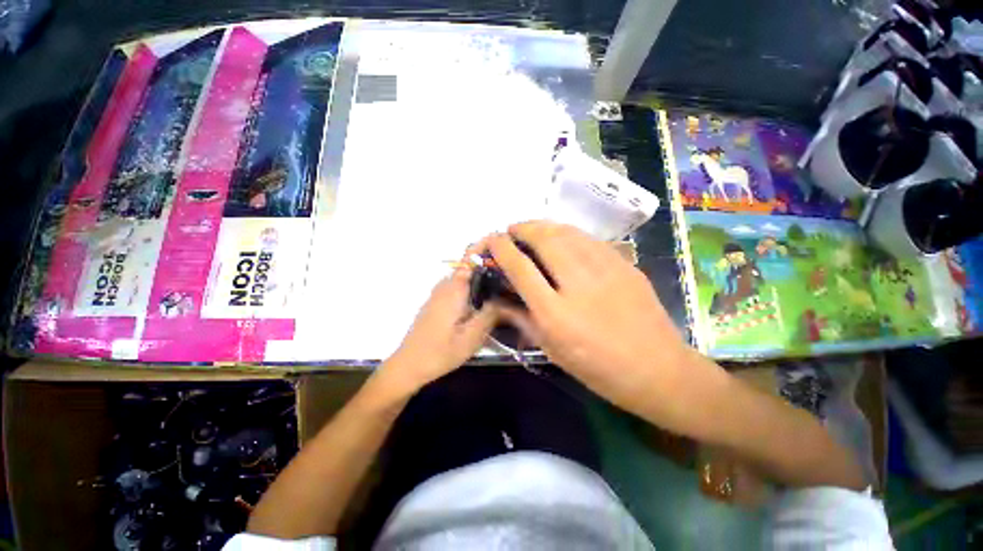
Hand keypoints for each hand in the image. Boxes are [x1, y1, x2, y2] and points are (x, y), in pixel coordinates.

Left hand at [383, 262, 498, 392]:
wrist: (409, 365)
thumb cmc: (441, 352)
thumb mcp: (472, 337)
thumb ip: (490, 314)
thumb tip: (506, 298)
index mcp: (455, 288)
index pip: (472, 258)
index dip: (489, 252)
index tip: (507, 256)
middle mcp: (445, 285)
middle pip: (470, 267)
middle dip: (490, 269)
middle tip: (510, 280)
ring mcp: (439, 293)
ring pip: (465, 278)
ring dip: (481, 281)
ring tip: (502, 291)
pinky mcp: (436, 302)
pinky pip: (458, 288)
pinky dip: (472, 290)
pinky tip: (482, 305)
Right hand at [487, 222, 716, 424]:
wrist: (656, 368)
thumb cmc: (597, 367)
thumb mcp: (551, 349)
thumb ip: (521, 318)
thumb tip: (499, 296)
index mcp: (555, 313)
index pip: (520, 267)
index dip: (502, 248)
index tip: (493, 239)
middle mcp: (578, 284)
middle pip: (544, 239)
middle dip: (522, 228)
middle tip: (512, 230)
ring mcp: (605, 270)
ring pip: (567, 232)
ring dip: (544, 226)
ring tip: (532, 229)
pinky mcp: (624, 264)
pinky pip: (589, 239)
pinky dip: (568, 233)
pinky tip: (563, 239)